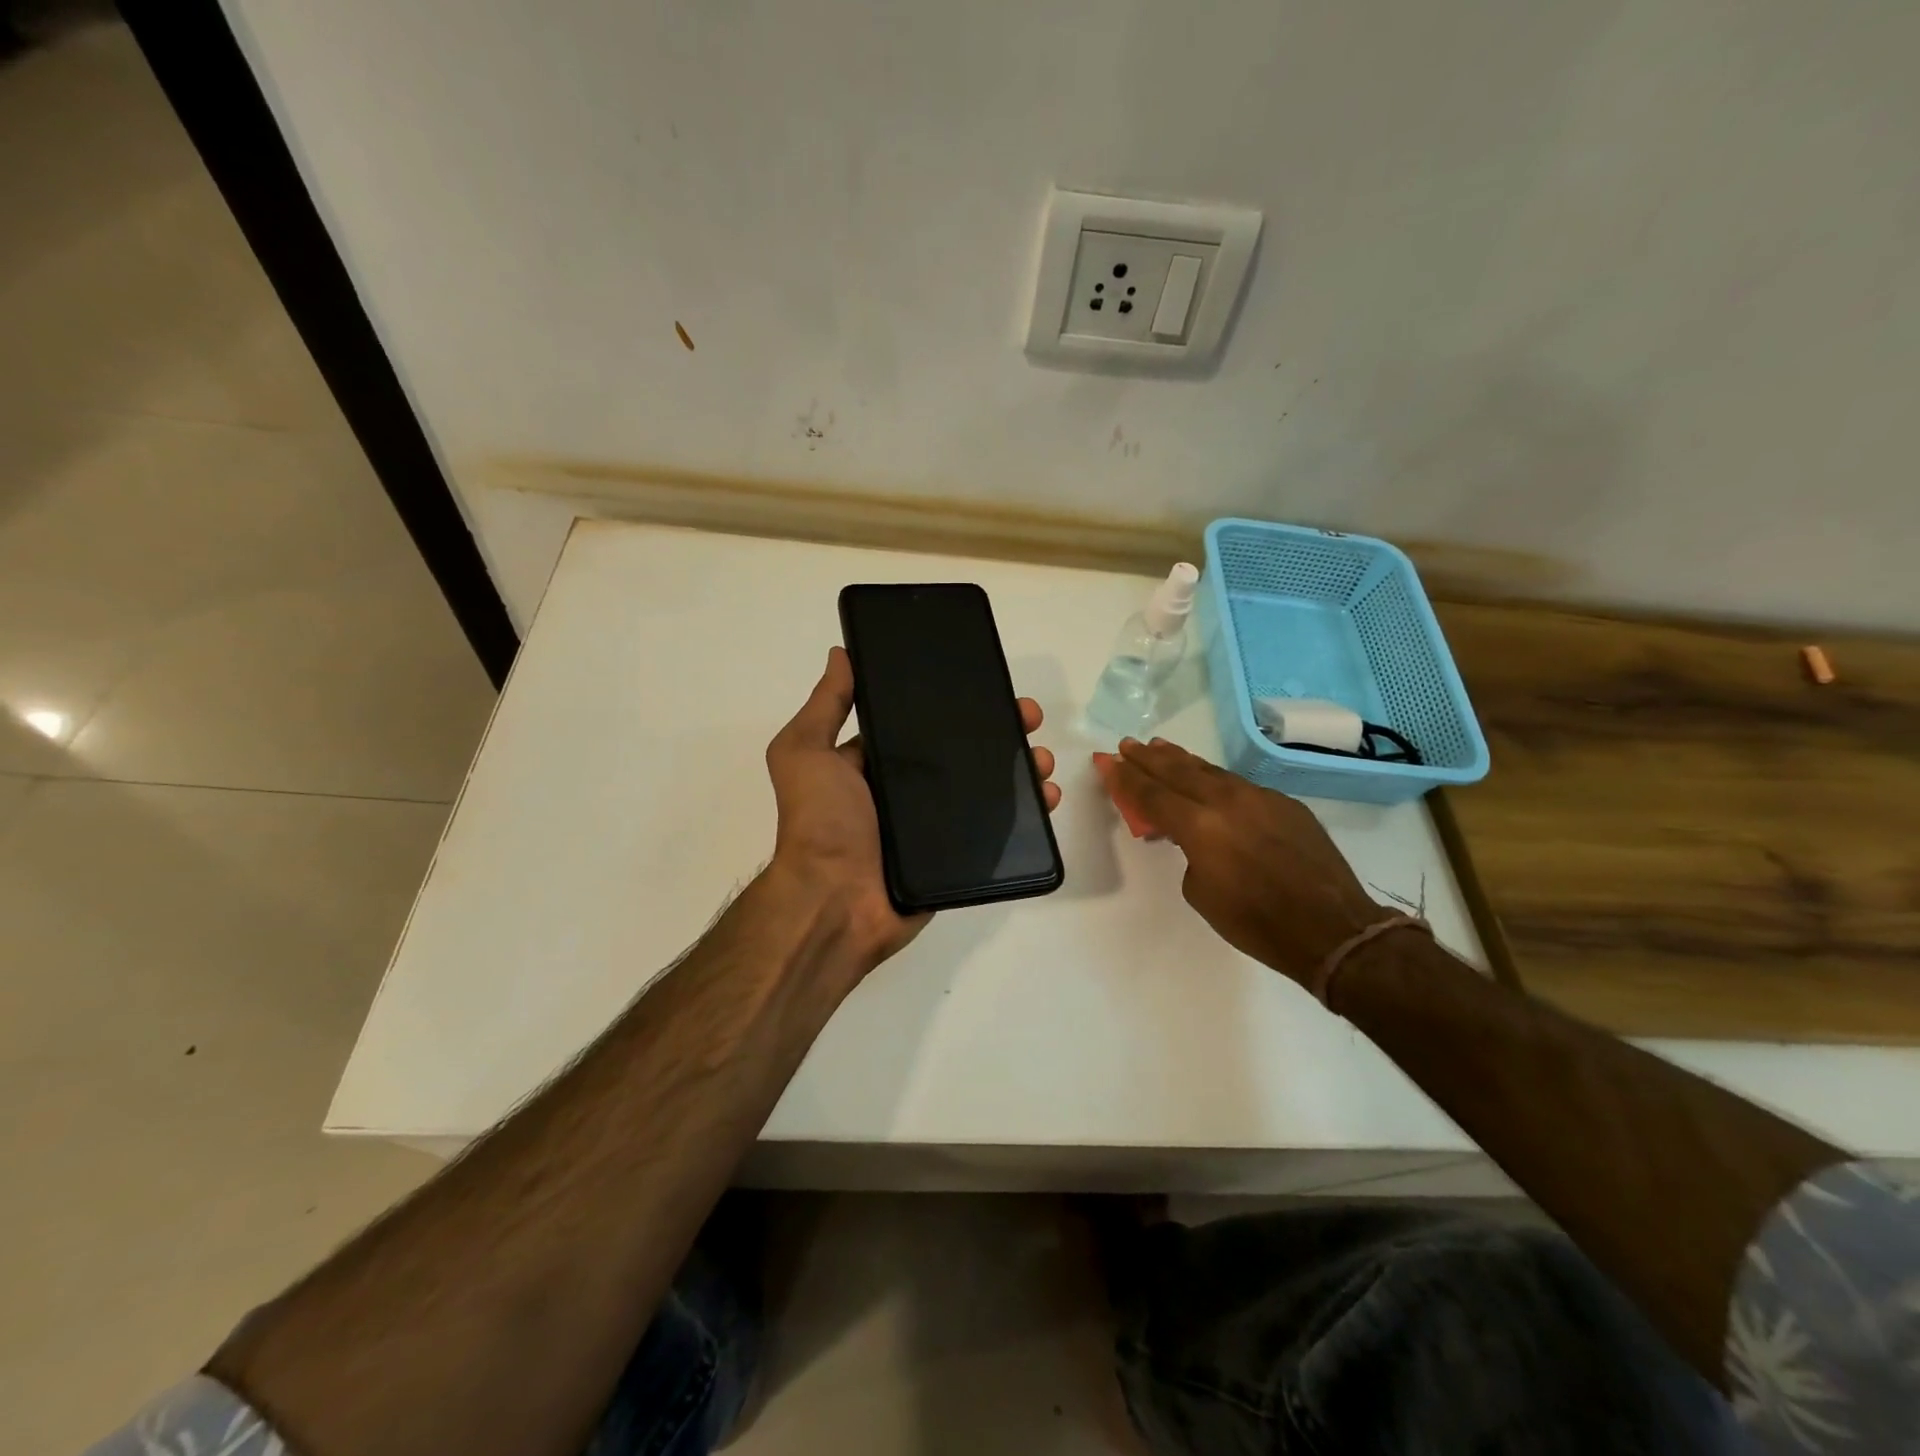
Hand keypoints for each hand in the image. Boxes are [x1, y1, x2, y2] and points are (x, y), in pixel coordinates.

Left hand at [764, 647, 1060, 970]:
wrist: (836, 903)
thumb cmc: (821, 823)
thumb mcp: (805, 753)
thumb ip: (825, 705)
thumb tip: (841, 653)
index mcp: (877, 762)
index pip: (923, 722)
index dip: (956, 702)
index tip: (988, 682)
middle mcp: (908, 790)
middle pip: (965, 751)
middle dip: (1000, 730)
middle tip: (1028, 717)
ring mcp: (935, 825)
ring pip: (989, 788)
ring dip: (1021, 768)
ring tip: (1042, 759)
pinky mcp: (957, 856)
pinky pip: (998, 830)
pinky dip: (1027, 814)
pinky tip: (1046, 797)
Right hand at [1103, 738, 1388, 987]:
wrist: (1332, 928)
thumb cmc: (1256, 922)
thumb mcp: (1202, 892)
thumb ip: (1189, 853)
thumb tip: (1194, 837)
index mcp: (1200, 826)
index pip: (1152, 794)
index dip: (1126, 778)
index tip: (1108, 762)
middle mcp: (1227, 801)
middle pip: (1178, 771)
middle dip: (1149, 758)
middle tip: (1128, 744)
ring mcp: (1260, 798)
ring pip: (1211, 771)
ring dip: (1182, 761)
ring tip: (1161, 748)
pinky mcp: (1285, 804)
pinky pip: (1240, 786)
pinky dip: (1215, 780)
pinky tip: (1208, 781)